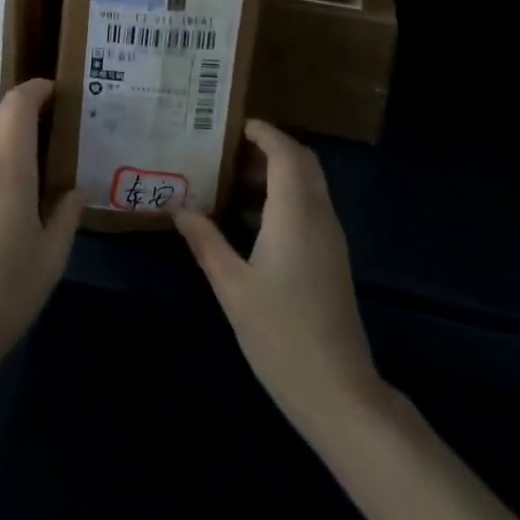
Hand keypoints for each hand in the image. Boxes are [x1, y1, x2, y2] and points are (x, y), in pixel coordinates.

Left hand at [0, 78, 82, 372]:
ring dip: (5, 138)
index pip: (18, 104)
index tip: (56, 91)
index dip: (36, 89)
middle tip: (51, 126)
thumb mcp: (51, 258)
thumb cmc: (6, 292)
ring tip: (32, 166)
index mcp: (9, 168)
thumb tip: (74, 190)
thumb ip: (66, 216)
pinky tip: (4, 202)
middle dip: (23, 110)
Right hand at [174, 120, 380, 431]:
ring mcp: (330, 238)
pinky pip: (309, 207)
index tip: (230, 125)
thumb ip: (206, 242)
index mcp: (295, 213)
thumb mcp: (232, 287)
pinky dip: (283, 197)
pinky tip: (249, 220)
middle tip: (227, 149)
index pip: (285, 152)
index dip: (262, 132)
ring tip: (230, 179)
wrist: (339, 394)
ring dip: (275, 172)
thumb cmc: (281, 334)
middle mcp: (318, 215)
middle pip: (301, 161)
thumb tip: (179, 207)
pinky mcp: (331, 258)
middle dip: (268, 147)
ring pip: (308, 184)